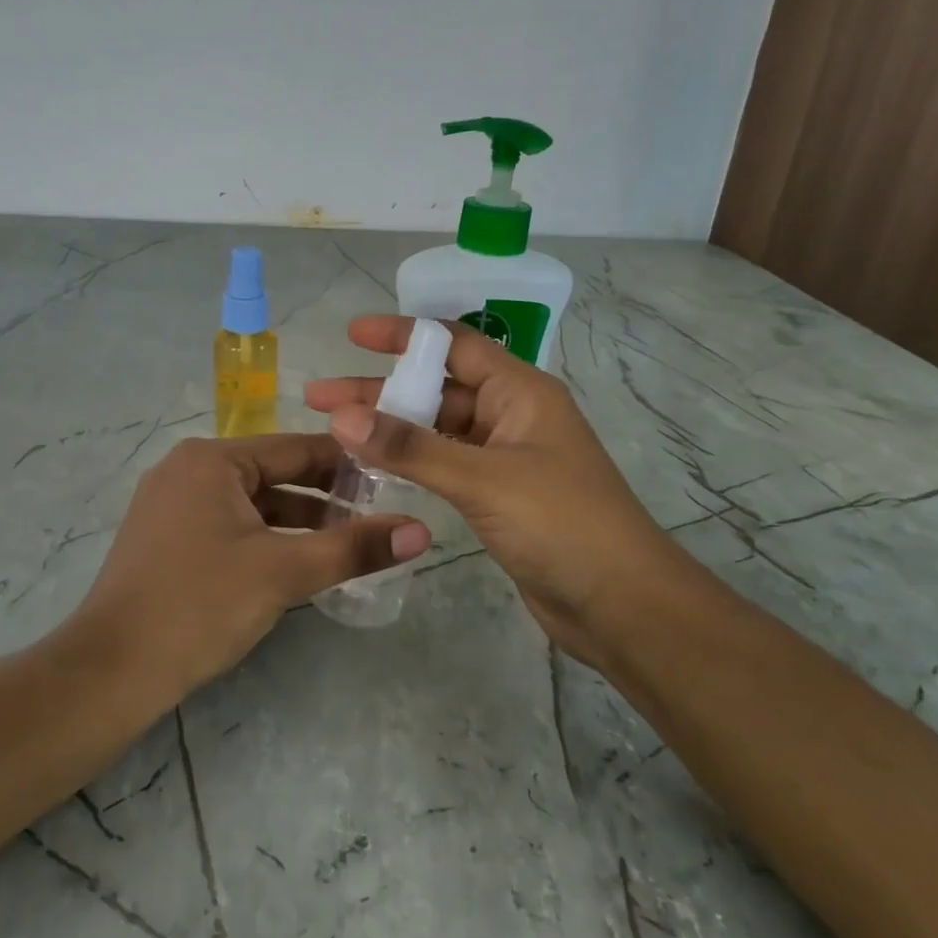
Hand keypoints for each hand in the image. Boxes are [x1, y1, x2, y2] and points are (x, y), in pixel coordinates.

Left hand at [79, 433, 430, 695]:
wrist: (112, 670)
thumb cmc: (200, 605)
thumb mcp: (284, 571)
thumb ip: (353, 548)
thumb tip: (422, 530)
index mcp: (212, 460)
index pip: (297, 448)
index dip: (348, 463)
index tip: (393, 478)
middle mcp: (187, 470)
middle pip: (273, 474)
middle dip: (325, 496)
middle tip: (378, 515)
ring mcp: (172, 505)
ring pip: (251, 503)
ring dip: (297, 521)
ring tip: (346, 542)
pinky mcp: (166, 539)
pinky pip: (229, 525)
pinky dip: (265, 537)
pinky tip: (296, 562)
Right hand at [306, 317, 695, 668]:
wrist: (618, 602)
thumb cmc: (561, 523)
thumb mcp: (483, 478)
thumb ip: (411, 448)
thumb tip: (342, 417)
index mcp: (520, 392)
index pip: (455, 345)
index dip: (404, 335)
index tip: (352, 335)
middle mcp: (511, 416)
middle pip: (437, 389)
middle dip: (380, 390)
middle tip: (319, 399)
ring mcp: (505, 458)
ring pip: (437, 430)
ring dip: (391, 428)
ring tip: (334, 433)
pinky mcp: (498, 496)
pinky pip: (444, 465)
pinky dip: (410, 463)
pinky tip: (373, 468)